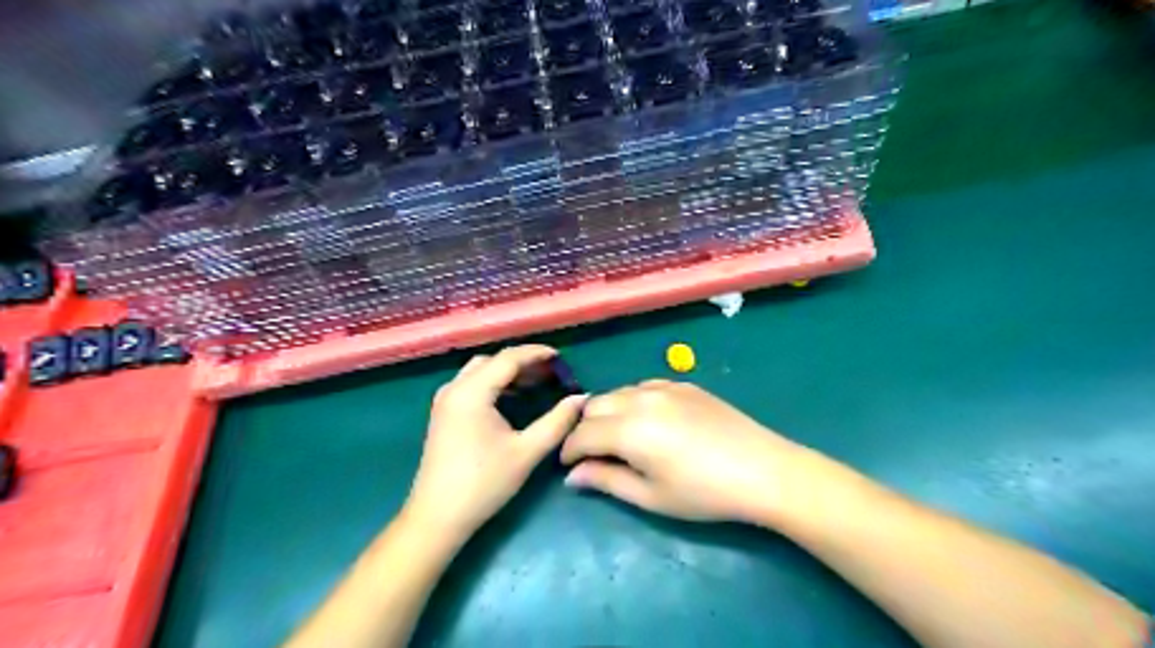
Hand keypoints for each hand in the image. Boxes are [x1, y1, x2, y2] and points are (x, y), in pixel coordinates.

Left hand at [404, 346, 588, 544]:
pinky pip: (471, 384)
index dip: (537, 354)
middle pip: (493, 361)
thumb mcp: (527, 451)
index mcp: (472, 392)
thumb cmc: (483, 483)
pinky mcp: (443, 414)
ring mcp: (445, 400)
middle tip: (552, 372)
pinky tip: (513, 399)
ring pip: (480, 371)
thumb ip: (557, 421)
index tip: (561, 357)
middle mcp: (454, 388)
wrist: (437, 517)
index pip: (508, 358)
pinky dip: (494, 383)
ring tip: (537, 383)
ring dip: (508, 372)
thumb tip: (581, 398)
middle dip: (523, 362)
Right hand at [560, 383, 809, 524]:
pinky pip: (644, 387)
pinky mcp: (683, 384)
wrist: (762, 470)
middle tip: (594, 454)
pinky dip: (633, 401)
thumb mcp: (651, 496)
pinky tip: (648, 421)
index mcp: (628, 429)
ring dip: (608, 413)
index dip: (569, 451)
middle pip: (594, 406)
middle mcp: (640, 399)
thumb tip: (572, 476)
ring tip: (619, 438)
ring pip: (618, 392)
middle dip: (585, 429)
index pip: (581, 434)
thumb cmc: (703, 493)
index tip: (568, 467)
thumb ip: (606, 481)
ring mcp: (663, 387)